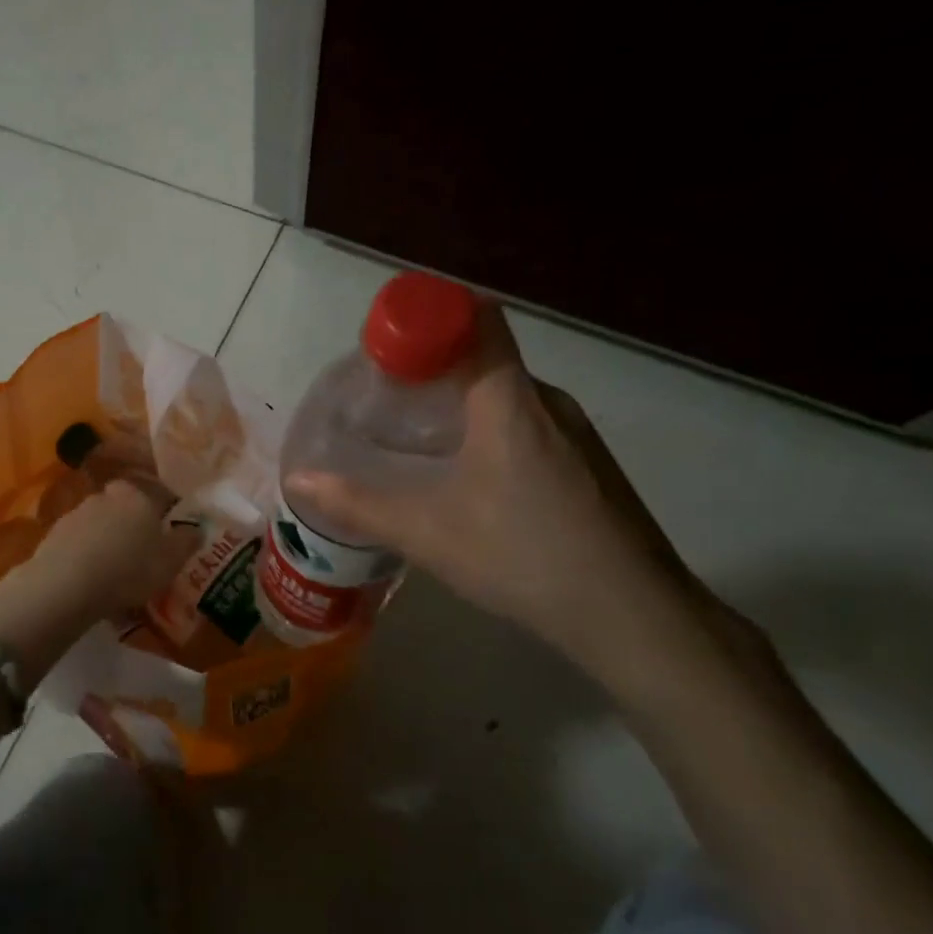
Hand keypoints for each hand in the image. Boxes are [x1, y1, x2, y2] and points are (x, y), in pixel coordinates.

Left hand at [0, 480, 199, 690]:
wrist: (66, 585)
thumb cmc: (129, 569)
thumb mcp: (171, 561)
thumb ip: (187, 541)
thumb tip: (197, 528)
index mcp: (138, 496)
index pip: (159, 495)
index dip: (166, 514)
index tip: (169, 536)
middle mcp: (106, 496)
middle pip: (126, 507)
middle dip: (134, 525)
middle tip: (142, 553)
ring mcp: (77, 513)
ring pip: (101, 524)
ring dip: (108, 540)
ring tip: (115, 570)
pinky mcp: (54, 534)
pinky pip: (80, 542)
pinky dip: (87, 555)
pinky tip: (91, 578)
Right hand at [286, 301, 707, 675]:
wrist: (634, 616)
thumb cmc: (524, 555)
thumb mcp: (427, 531)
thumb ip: (359, 504)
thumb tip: (298, 482)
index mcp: (510, 399)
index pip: (475, 319)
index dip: (427, 317)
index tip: (385, 346)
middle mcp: (547, 401)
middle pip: (485, 357)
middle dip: (430, 368)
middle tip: (382, 399)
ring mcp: (574, 434)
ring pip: (506, 395)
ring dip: (458, 404)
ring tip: (413, 440)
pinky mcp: (586, 465)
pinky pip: (526, 424)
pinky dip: (486, 431)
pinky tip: (464, 479)